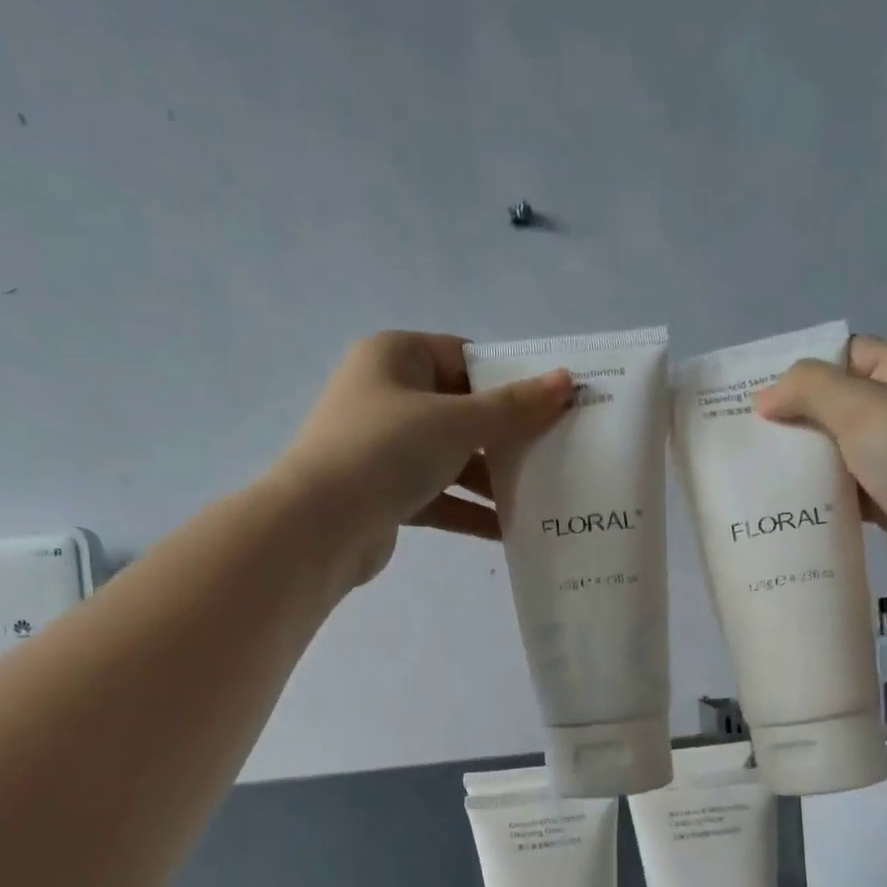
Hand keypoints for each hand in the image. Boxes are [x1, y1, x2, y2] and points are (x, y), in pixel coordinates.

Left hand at [280, 331, 572, 585]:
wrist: (319, 526)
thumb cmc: (386, 451)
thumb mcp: (456, 422)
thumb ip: (513, 407)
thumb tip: (566, 381)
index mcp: (396, 357)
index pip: (465, 357)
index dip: (510, 378)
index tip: (553, 403)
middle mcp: (388, 396)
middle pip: (462, 410)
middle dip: (507, 436)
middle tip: (556, 451)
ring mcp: (385, 447)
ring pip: (452, 457)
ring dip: (492, 479)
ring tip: (541, 496)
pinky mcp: (386, 493)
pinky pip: (438, 495)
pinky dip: (469, 510)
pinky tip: (508, 529)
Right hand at [755, 335, 886, 590]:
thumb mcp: (863, 408)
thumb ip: (810, 390)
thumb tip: (765, 396)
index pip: (848, 356)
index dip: (803, 371)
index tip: (756, 395)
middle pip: (839, 406)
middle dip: (795, 419)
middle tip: (745, 437)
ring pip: (838, 452)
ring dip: (803, 462)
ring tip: (753, 472)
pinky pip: (845, 492)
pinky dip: (818, 496)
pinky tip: (783, 505)